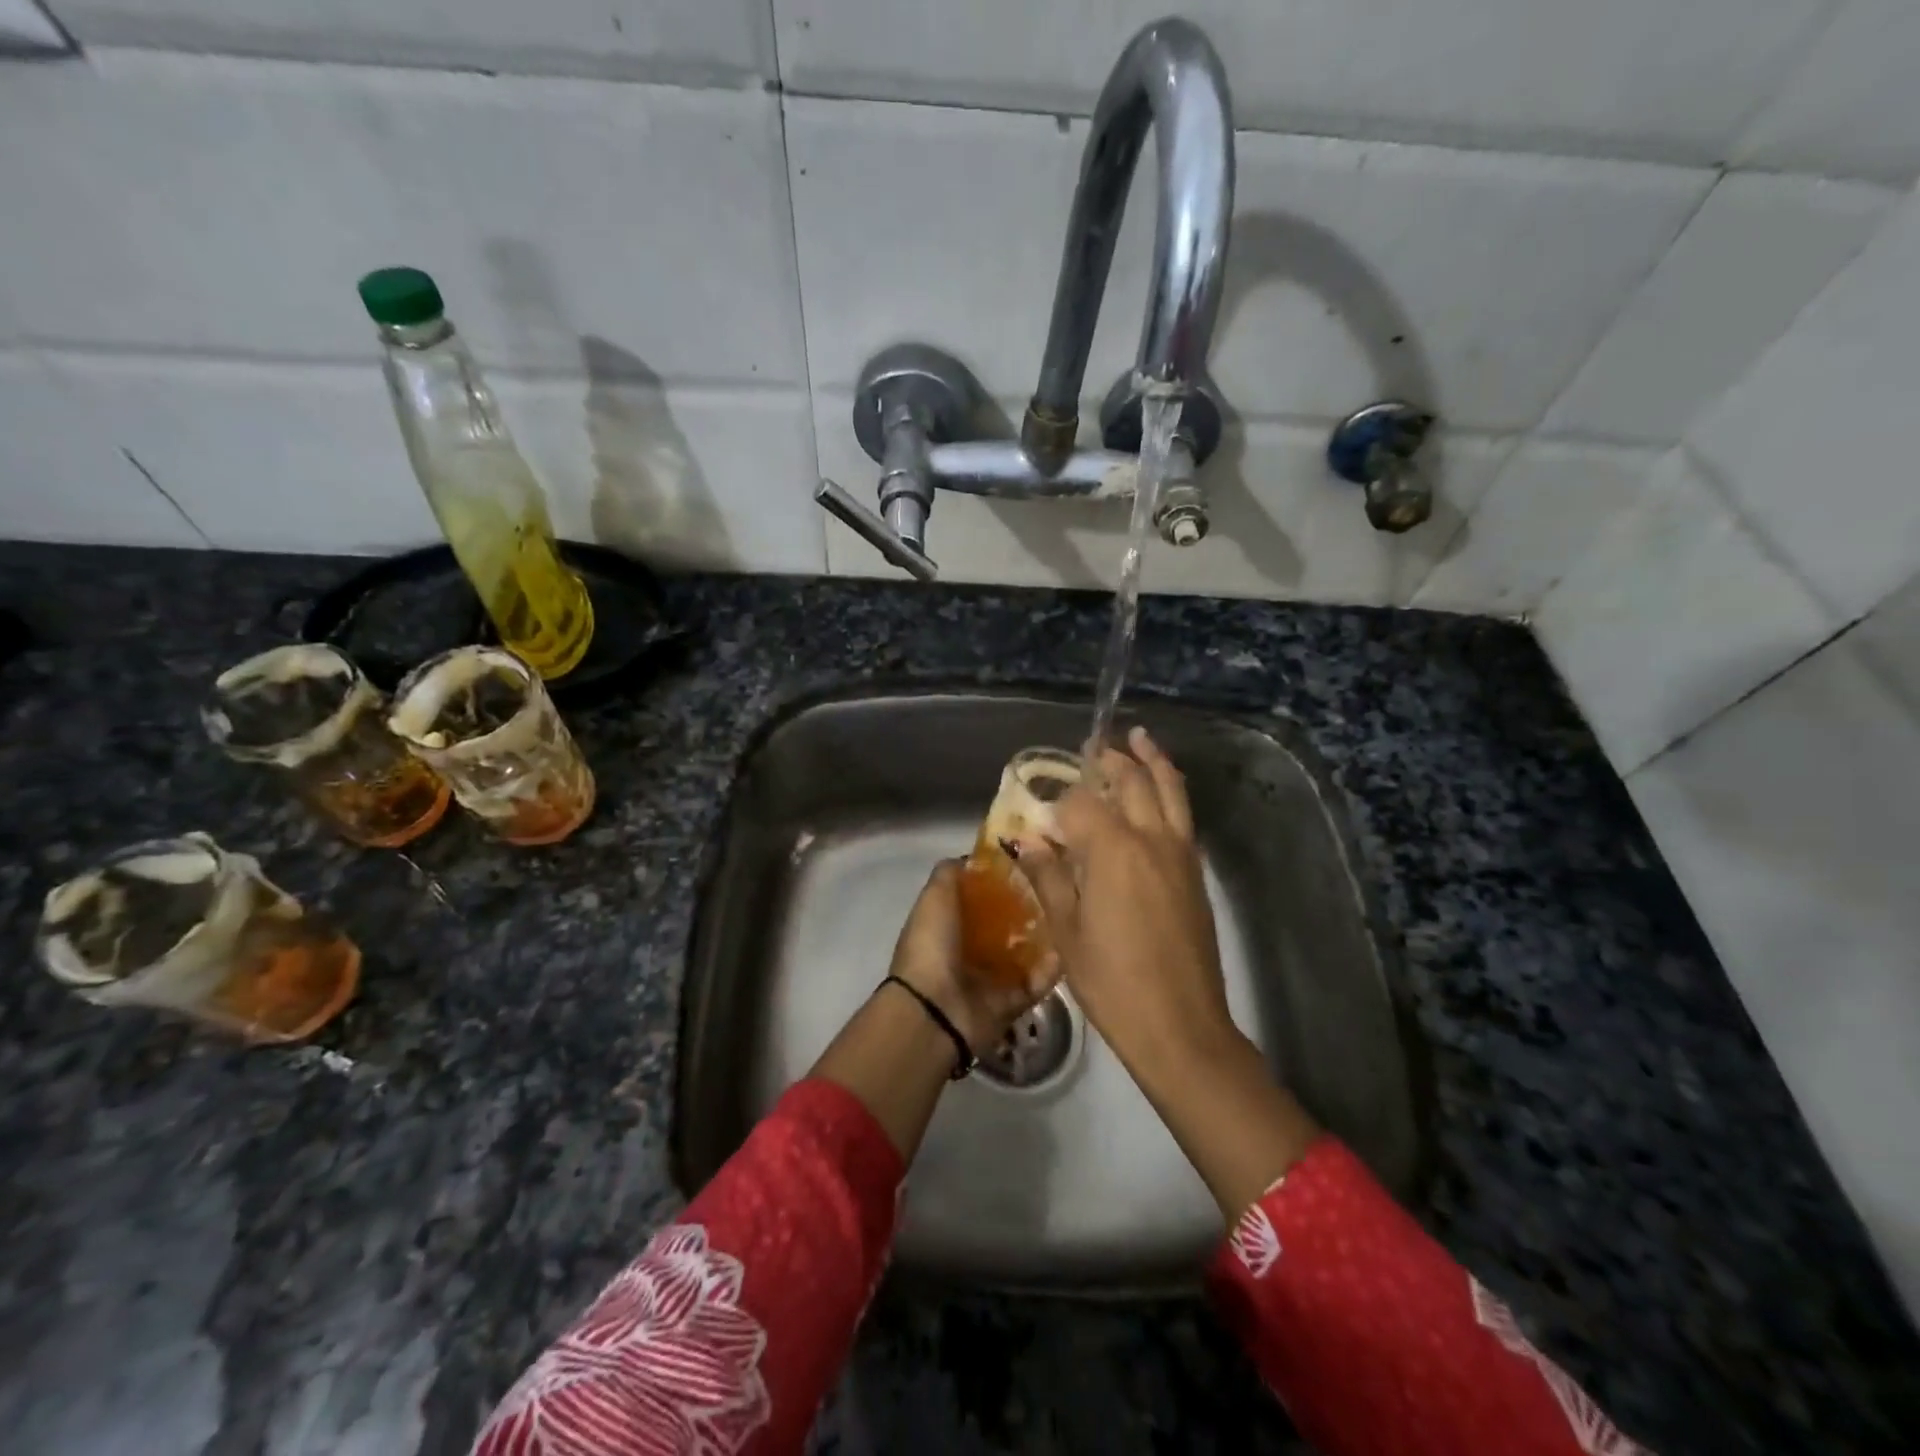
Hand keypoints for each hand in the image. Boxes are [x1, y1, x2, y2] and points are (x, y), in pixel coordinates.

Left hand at [888, 859, 1058, 1054]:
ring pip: (1027, 950)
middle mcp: (971, 948)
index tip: (1031, 860)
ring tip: (1072, 910)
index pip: (982, 897)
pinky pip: (1039, 980)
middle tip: (1059, 884)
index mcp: (950, 924)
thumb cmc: (932, 946)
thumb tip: (972, 857)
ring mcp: (993, 976)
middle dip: (1031, 905)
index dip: (1003, 879)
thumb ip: (951, 874)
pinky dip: (1054, 966)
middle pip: (1008, 922)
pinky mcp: (1013, 1000)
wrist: (935, 1010)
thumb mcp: (934, 897)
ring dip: (1047, 934)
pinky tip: (1072, 945)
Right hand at [1012, 727, 1319, 1214]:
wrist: (1181, 1026)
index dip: (1057, 805)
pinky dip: (1171, 793)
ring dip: (1153, 762)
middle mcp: (1152, 839)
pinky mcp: (1196, 874)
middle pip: (1132, 781)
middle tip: (1095, 745)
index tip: (1040, 817)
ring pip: (1170, 791)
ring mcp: (1181, 854)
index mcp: (1113, 850)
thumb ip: (1048, 876)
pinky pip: (1183, 816)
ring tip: (1140, 739)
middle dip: (1111, 759)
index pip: (1080, 803)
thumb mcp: (1066, 931)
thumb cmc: (1112, 982)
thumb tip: (1026, 840)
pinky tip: (1159, 796)